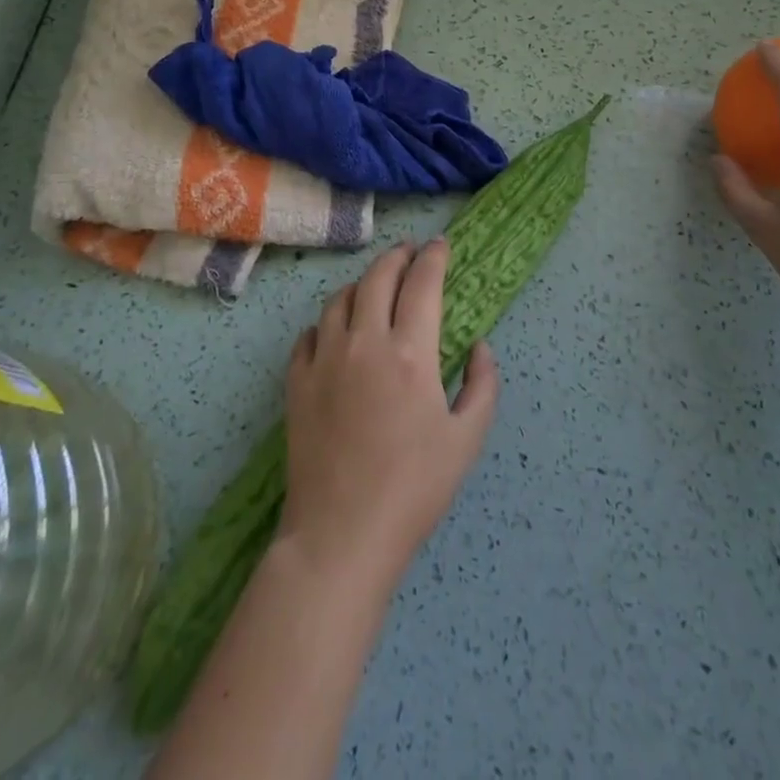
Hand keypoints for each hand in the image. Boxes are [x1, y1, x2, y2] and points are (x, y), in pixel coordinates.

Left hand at [279, 240, 499, 594]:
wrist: (341, 534)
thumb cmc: (413, 489)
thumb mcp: (467, 439)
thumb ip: (482, 385)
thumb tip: (481, 347)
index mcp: (411, 352)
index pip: (422, 283)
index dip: (433, 258)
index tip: (440, 246)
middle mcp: (365, 341)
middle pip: (378, 277)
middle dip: (397, 257)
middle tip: (409, 253)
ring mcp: (325, 359)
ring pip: (340, 298)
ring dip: (362, 283)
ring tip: (375, 286)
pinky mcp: (298, 381)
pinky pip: (311, 333)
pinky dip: (328, 321)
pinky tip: (336, 330)